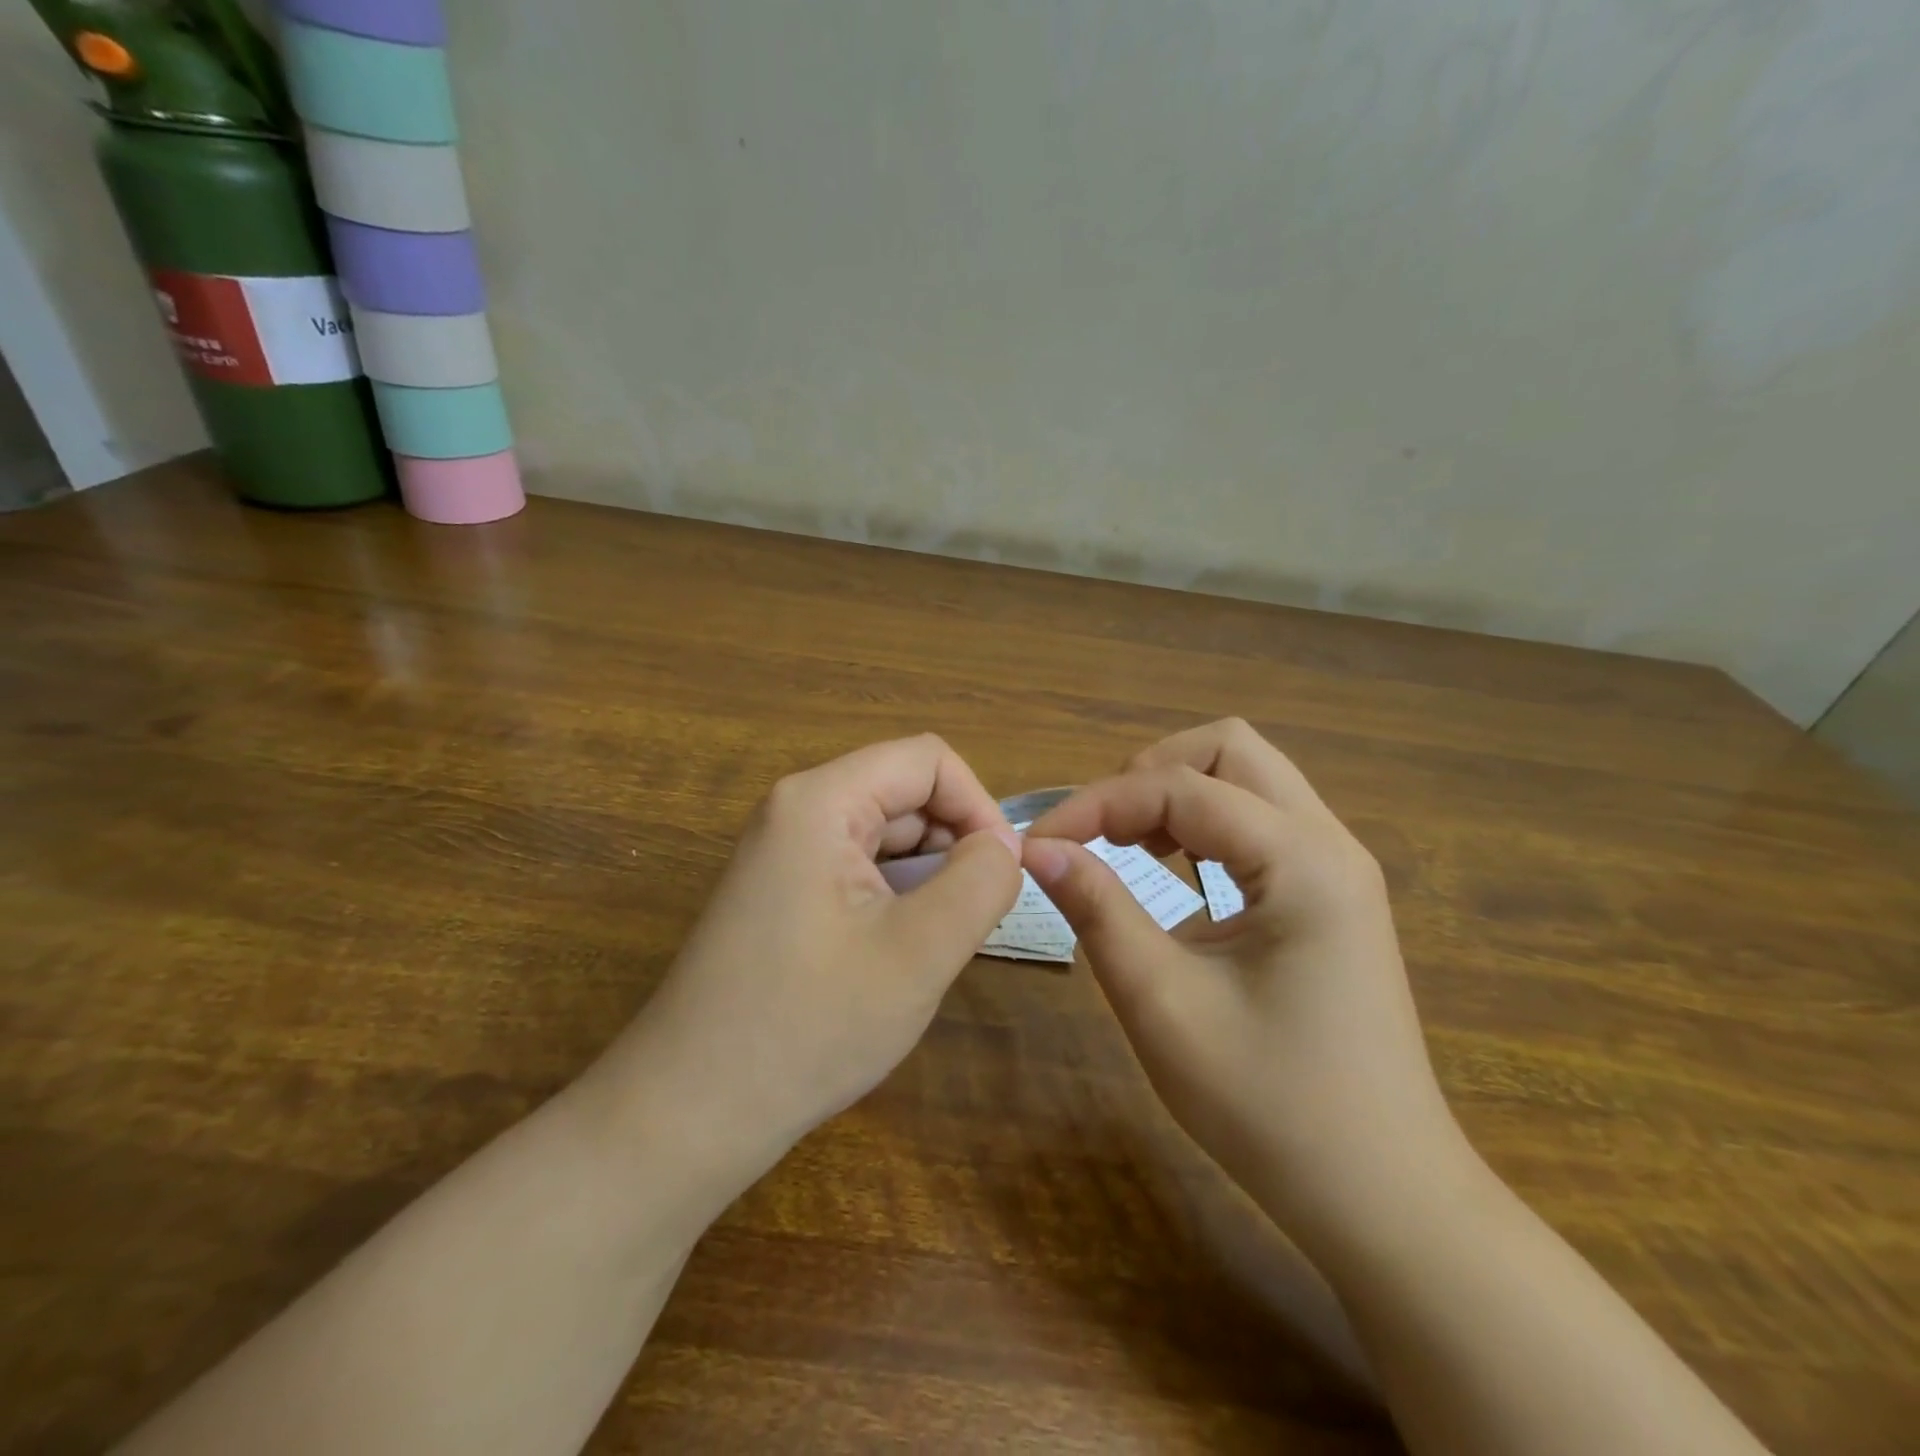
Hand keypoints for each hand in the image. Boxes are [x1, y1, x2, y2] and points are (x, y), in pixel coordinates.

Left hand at [605, 735, 1022, 1180]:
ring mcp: (784, 854)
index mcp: (820, 801)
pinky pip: (859, 871)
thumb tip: (1005, 844)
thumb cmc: (808, 1027)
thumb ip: (980, 882)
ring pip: (886, 837)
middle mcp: (797, 811)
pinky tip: (898, 956)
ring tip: (934, 947)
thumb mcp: (919, 952)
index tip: (1001, 874)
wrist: (689, 1113)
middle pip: (905, 795)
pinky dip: (896, 900)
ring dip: (927, 879)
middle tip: (971, 923)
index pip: (928, 760)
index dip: (977, 806)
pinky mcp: (782, 893)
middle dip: (953, 847)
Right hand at [1022, 719, 1468, 1242]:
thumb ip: (1097, 908)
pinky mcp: (1331, 894)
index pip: (1179, 788)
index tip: (1040, 842)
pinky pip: (1260, 821)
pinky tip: (1174, 869)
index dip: (1097, 803)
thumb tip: (1037, 848)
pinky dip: (1204, 825)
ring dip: (1178, 793)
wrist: (1381, 1196)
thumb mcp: (1162, 1002)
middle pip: (1229, 748)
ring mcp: (1337, 867)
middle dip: (1149, 773)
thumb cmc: (1269, 1105)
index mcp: (1302, 861)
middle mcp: (1329, 843)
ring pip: (1247, 777)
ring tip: (1127, 844)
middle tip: (1098, 830)